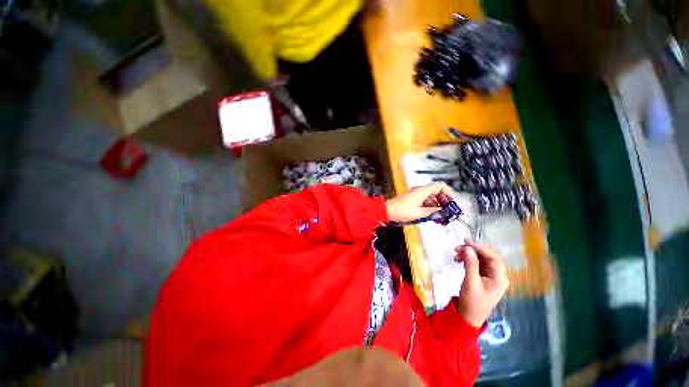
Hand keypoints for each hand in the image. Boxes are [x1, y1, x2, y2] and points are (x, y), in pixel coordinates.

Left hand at [385, 183, 457, 222]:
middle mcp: (421, 190)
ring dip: (438, 207)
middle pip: (438, 192)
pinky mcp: (414, 200)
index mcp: (422, 191)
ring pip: (432, 198)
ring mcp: (417, 195)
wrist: (387, 210)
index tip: (454, 203)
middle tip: (449, 212)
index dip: (449, 193)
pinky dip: (431, 208)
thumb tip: (445, 211)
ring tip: (443, 218)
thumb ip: (433, 211)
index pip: (440, 186)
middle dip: (445, 202)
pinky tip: (434, 217)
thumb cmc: (402, 210)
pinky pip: (426, 202)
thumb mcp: (419, 213)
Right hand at [455, 239, 509, 326]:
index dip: (482, 248)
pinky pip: (476, 263)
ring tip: (455, 252)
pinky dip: (468, 259)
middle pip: (488, 256)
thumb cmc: (472, 302)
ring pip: (481, 259)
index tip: (467, 242)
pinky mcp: (482, 276)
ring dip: (469, 254)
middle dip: (474, 250)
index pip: (494, 258)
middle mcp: (497, 275)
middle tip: (458, 246)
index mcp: (500, 278)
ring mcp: (490, 276)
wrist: (468, 317)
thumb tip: (467, 247)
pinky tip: (458, 259)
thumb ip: (470, 264)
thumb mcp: (471, 282)